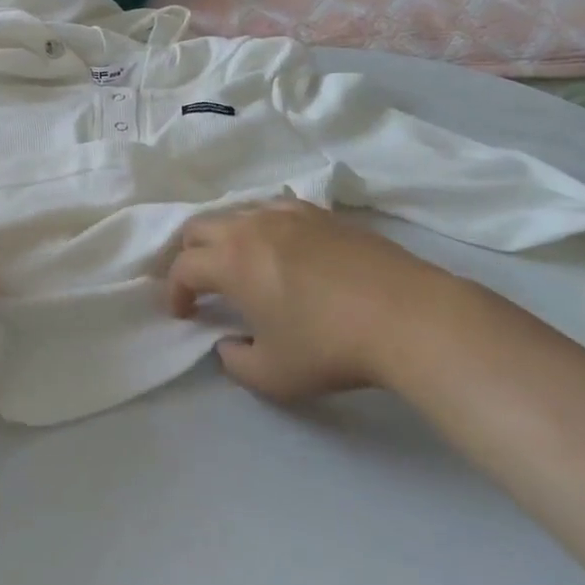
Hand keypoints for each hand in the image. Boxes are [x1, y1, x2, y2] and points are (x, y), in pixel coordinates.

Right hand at [164, 199, 470, 400]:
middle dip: (190, 255)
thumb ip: (235, 361)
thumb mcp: (272, 375)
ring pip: (239, 212)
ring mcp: (290, 215)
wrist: (409, 317)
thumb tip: (228, 343)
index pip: (183, 267)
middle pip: (200, 226)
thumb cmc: (330, 347)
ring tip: (240, 265)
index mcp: (231, 261)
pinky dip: (263, 227)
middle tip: (201, 284)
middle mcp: (252, 226)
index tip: (184, 314)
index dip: (174, 292)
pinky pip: (276, 210)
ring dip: (226, 237)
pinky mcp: (324, 214)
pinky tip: (282, 249)